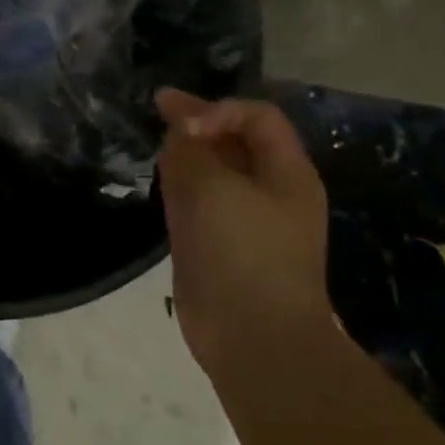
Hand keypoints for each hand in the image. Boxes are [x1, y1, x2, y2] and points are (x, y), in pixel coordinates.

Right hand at [156, 90, 330, 358]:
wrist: (252, 336)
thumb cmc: (240, 252)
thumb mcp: (211, 187)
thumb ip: (189, 149)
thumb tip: (179, 130)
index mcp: (287, 173)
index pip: (256, 117)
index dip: (215, 108)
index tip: (174, 118)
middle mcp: (271, 193)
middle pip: (235, 143)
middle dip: (198, 126)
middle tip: (157, 114)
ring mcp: (246, 222)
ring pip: (215, 174)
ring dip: (188, 157)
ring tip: (157, 150)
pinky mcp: (221, 248)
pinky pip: (201, 205)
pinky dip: (182, 189)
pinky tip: (162, 187)